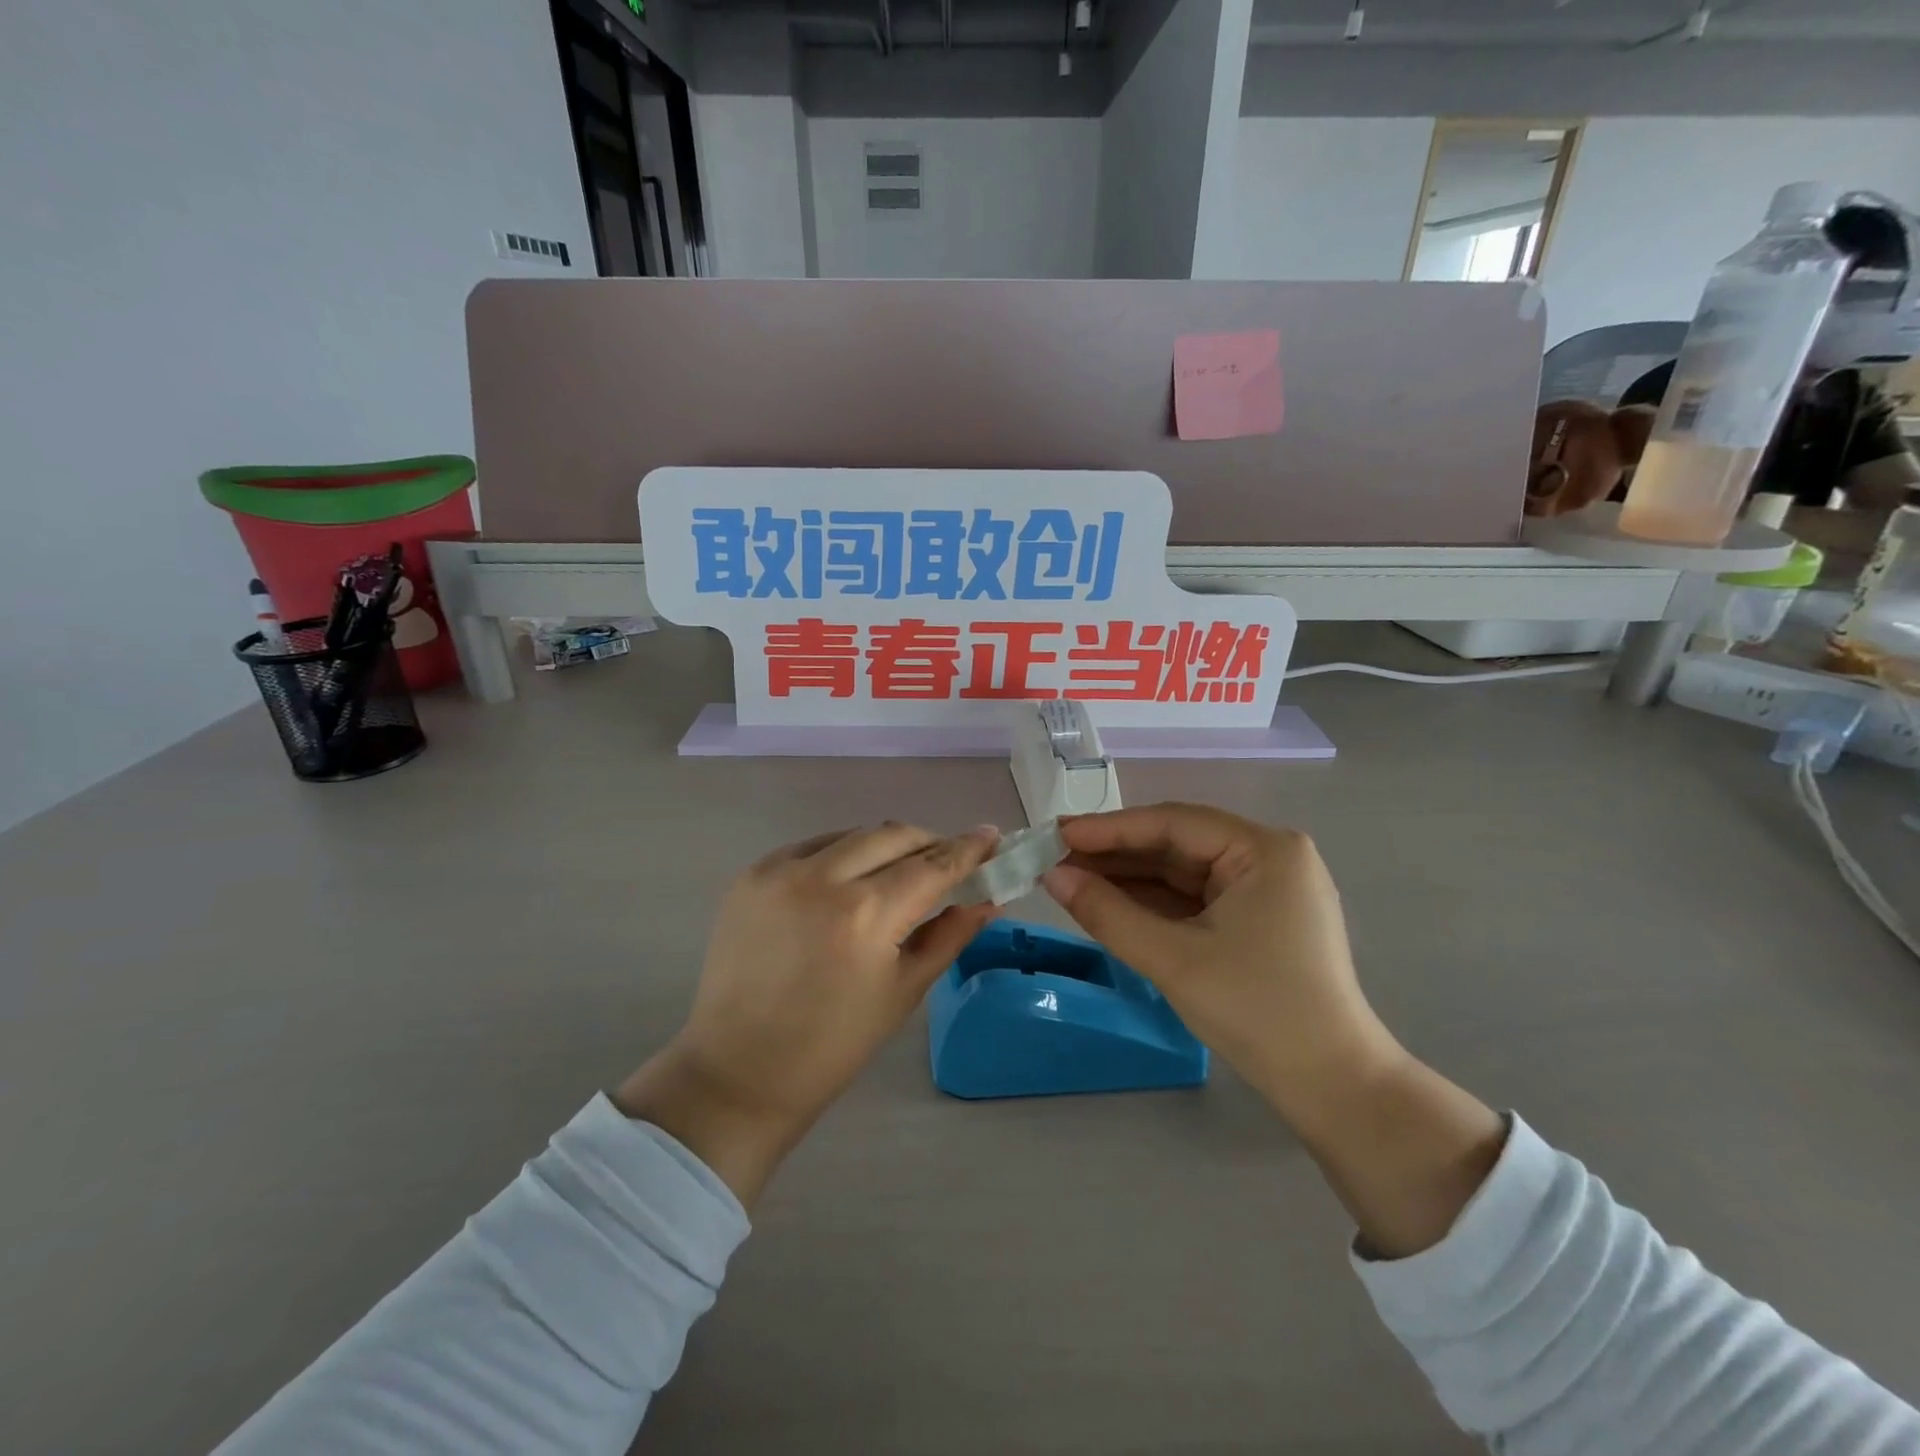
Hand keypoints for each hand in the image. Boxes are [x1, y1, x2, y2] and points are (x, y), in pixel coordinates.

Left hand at [615, 823, 998, 1204]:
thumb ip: (949, 934)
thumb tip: (989, 899)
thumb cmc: (832, 1045)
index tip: (991, 836)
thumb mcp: (903, 991)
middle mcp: (821, 877)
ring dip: (886, 846)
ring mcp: (780, 870)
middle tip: (949, 860)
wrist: (739, 1070)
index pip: (931, 865)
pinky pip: (814, 847)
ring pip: (853, 835)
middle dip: (928, 842)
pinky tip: (850, 880)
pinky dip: (843, 854)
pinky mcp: (752, 874)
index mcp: (865, 914)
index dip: (967, 848)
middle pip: (893, 835)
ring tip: (900, 872)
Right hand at [1040, 803, 1394, 1113]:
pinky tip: (1109, 901)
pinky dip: (1152, 902)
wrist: (1331, 1087)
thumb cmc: (1257, 1011)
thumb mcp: (1173, 958)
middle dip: (1116, 854)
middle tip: (1055, 856)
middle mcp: (1268, 857)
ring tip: (1070, 878)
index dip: (1110, 828)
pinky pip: (1193, 899)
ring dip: (1129, 878)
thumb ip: (1107, 913)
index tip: (1057, 833)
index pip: (1173, 822)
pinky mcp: (1256, 920)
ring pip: (1182, 872)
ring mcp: (1264, 889)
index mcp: (1264, 849)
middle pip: (1177, 844)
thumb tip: (1052, 876)